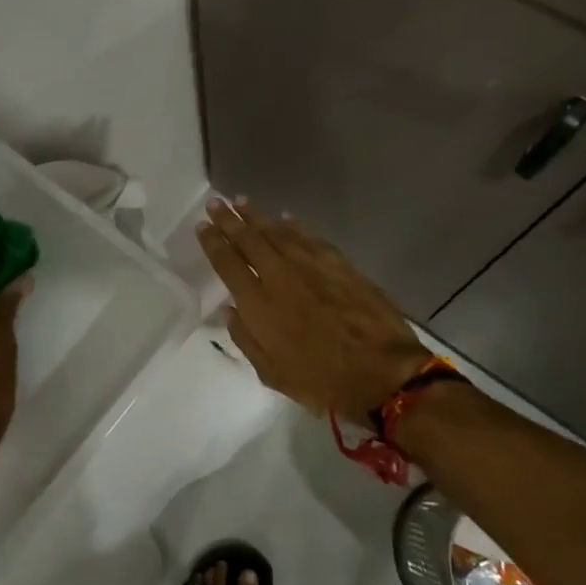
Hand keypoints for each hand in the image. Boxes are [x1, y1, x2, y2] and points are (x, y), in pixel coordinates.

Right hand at [197, 199, 429, 420]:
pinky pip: (310, 237)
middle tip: (215, 204)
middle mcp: (280, 276)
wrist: (383, 374)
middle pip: (249, 240)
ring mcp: (311, 266)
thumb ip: (245, 339)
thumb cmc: (322, 382)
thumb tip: (230, 310)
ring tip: (242, 202)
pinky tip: (287, 218)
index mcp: (258, 304)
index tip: (202, 226)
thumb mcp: (272, 373)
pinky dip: (296, 226)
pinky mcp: (340, 265)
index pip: (228, 263)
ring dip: (258, 216)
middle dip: (229, 220)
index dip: (213, 242)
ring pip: (278, 232)